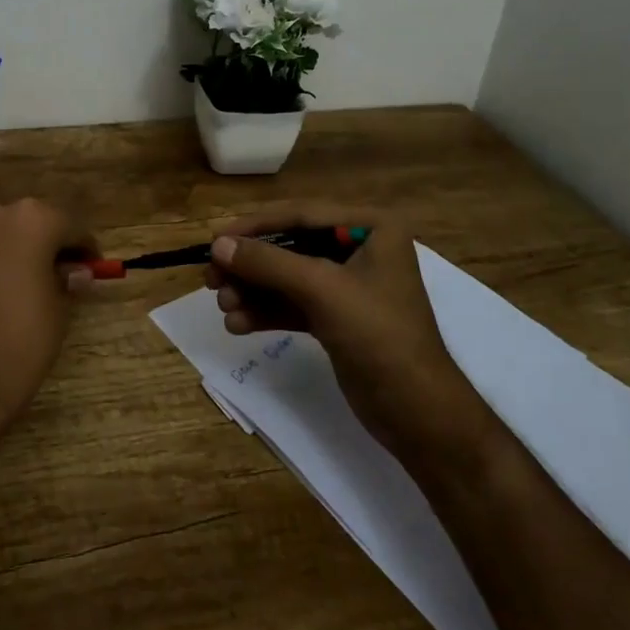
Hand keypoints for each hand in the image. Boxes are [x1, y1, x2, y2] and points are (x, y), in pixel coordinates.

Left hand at [0, 198, 96, 451]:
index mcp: (32, 219)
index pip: (71, 225)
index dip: (85, 248)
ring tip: (36, 284)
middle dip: (51, 244)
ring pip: (5, 233)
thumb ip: (68, 280)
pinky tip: (5, 292)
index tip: (94, 268)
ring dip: (22, 250)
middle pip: (34, 222)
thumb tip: (75, 271)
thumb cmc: (21, 341)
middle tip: (67, 274)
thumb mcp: (60, 310)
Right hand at [206, 204, 495, 464]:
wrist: (419, 416)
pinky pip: (293, 304)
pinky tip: (238, 324)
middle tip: (210, 278)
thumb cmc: (379, 337)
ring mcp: (348, 285)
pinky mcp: (337, 318)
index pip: (301, 214)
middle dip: (250, 264)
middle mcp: (360, 248)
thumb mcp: (322, 290)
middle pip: (290, 246)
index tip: (214, 238)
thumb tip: (217, 245)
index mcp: (370, 226)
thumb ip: (268, 263)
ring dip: (253, 290)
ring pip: (287, 277)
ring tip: (223, 306)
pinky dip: (265, 311)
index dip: (254, 225)